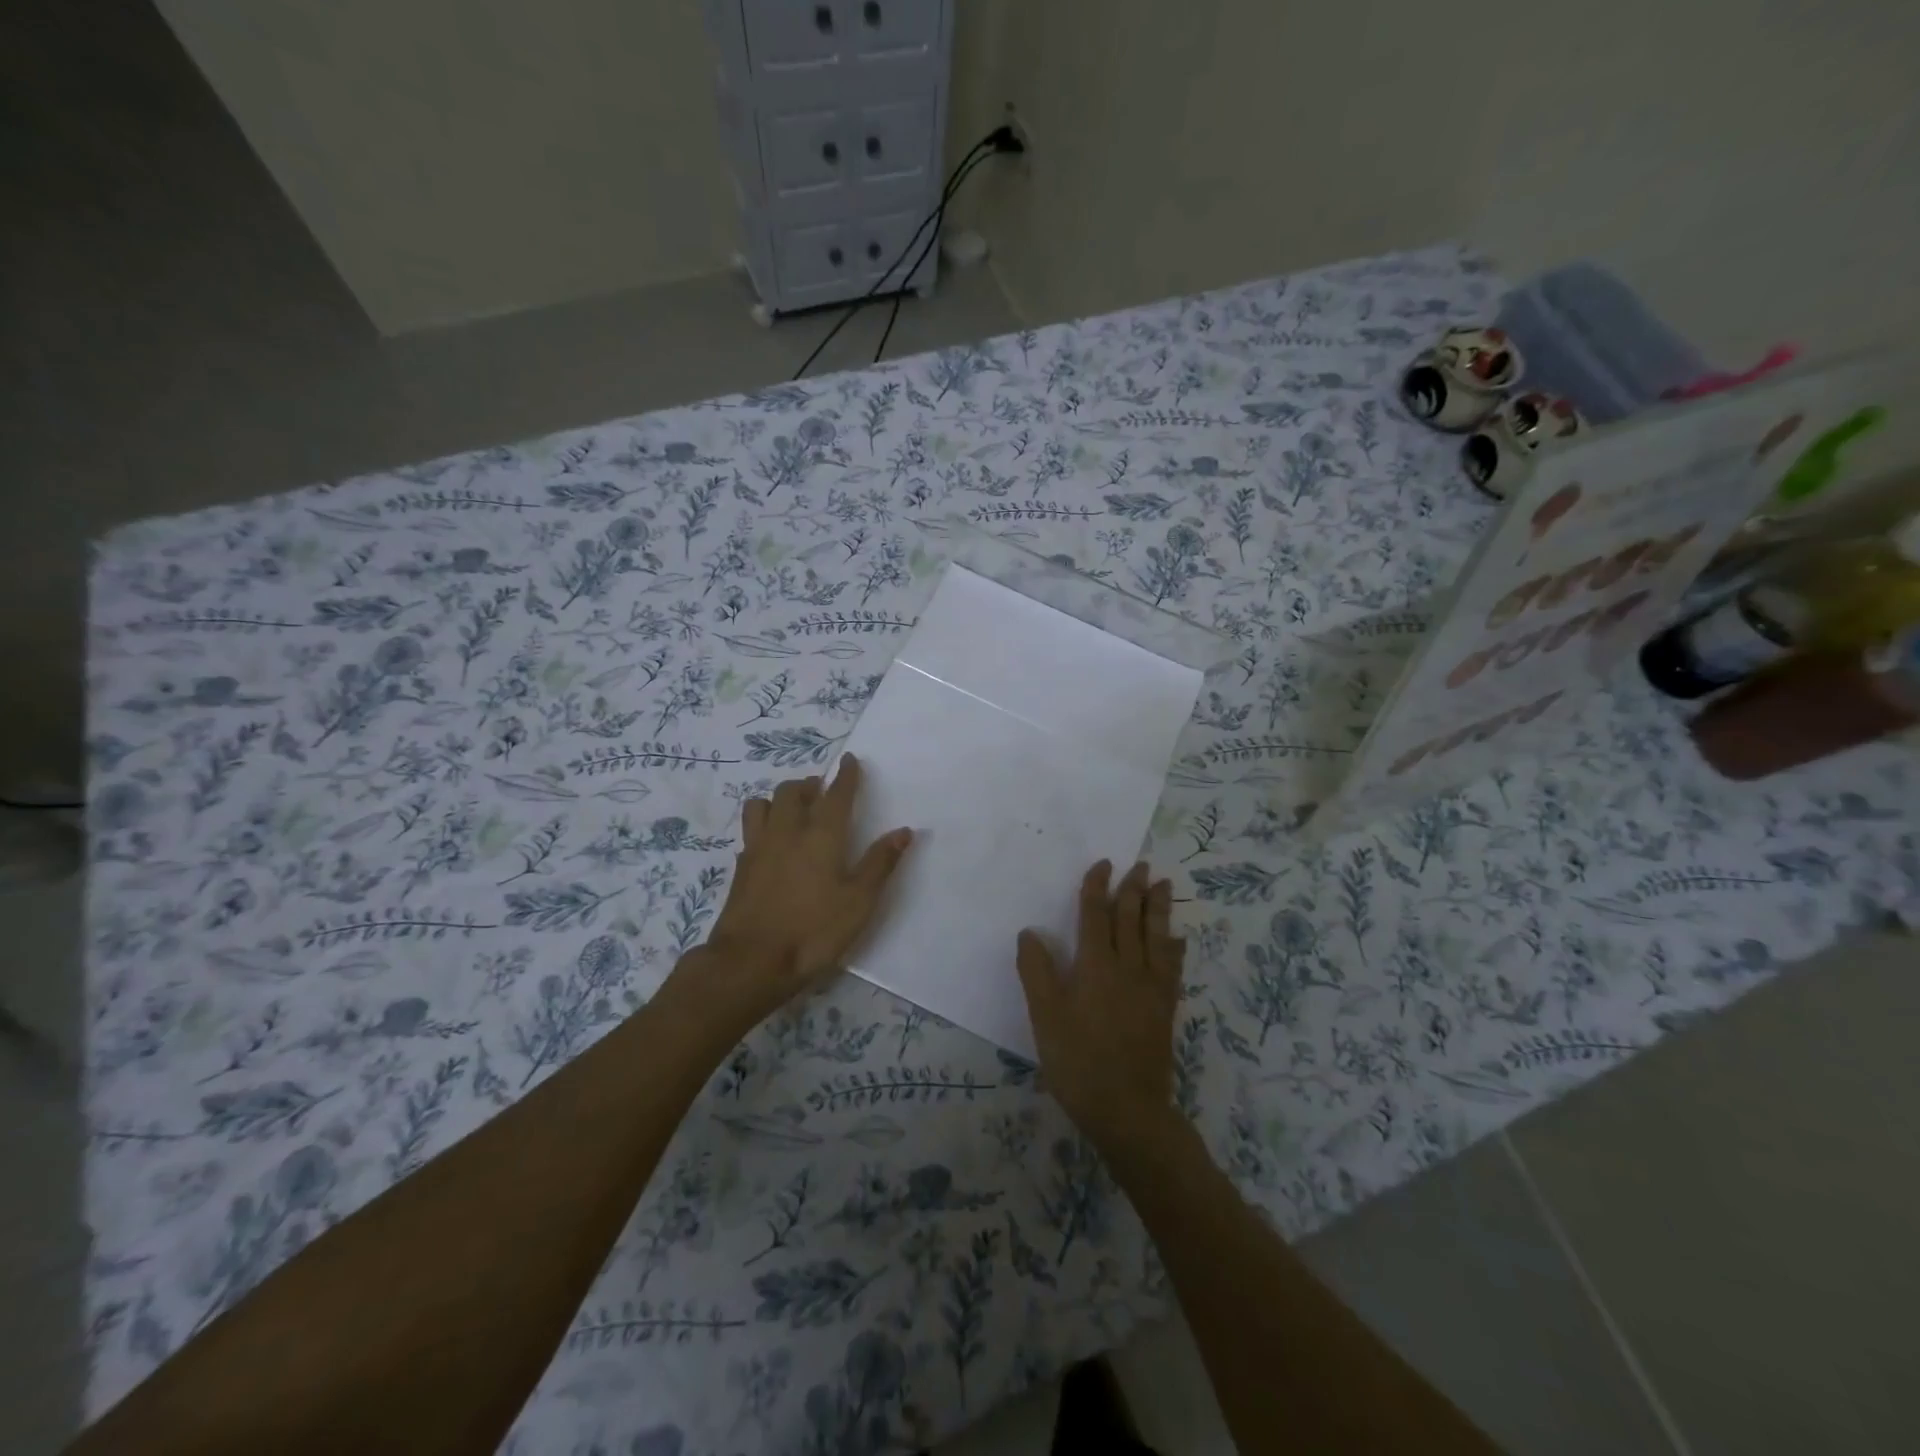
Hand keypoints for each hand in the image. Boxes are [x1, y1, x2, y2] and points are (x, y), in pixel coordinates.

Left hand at [665, 754, 912, 1037]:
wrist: (751, 962)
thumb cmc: (814, 931)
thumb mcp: (858, 902)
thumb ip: (880, 863)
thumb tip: (904, 831)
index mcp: (822, 835)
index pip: (836, 794)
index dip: (846, 775)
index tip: (850, 760)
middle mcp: (788, 831)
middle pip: (793, 791)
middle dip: (810, 784)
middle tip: (822, 791)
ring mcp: (759, 847)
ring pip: (763, 803)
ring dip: (780, 798)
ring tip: (793, 810)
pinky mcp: (740, 867)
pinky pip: (751, 829)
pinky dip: (763, 823)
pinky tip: (771, 841)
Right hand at [1015, 860, 1185, 1145]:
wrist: (1127, 1109)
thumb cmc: (1078, 1061)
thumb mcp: (1045, 1017)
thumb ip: (1037, 971)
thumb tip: (1030, 932)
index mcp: (1096, 966)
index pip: (1096, 916)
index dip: (1098, 888)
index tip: (1103, 864)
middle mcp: (1127, 968)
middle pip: (1131, 920)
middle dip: (1133, 890)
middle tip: (1140, 864)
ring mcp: (1151, 988)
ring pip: (1156, 937)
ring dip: (1158, 909)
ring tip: (1163, 885)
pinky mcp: (1164, 1008)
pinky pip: (1172, 967)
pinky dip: (1174, 948)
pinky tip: (1178, 940)